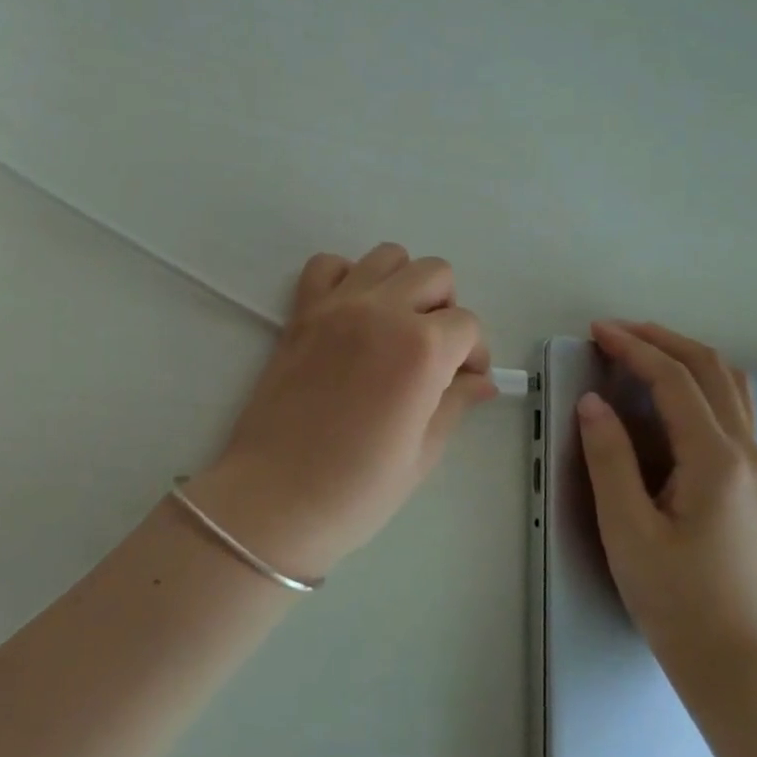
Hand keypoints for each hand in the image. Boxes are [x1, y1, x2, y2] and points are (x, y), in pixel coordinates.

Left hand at [185, 244, 494, 580]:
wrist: (275, 500)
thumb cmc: (357, 489)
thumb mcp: (422, 453)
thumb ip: (455, 403)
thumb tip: (481, 382)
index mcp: (421, 349)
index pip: (467, 324)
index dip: (474, 354)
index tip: (465, 382)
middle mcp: (382, 311)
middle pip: (435, 274)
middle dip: (446, 309)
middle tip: (435, 352)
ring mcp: (338, 306)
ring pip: (387, 256)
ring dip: (403, 284)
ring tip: (395, 327)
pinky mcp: (302, 312)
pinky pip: (328, 265)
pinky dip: (347, 277)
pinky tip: (352, 313)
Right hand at [578, 321, 756, 665]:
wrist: (730, 654)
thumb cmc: (673, 595)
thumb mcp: (626, 528)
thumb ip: (608, 459)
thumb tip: (592, 401)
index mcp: (715, 459)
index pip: (676, 379)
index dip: (635, 348)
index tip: (597, 331)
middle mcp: (745, 450)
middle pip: (710, 367)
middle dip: (661, 339)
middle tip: (614, 332)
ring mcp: (754, 462)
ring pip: (729, 382)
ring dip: (685, 354)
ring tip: (641, 350)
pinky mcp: (749, 477)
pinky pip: (732, 404)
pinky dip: (700, 379)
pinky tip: (671, 391)